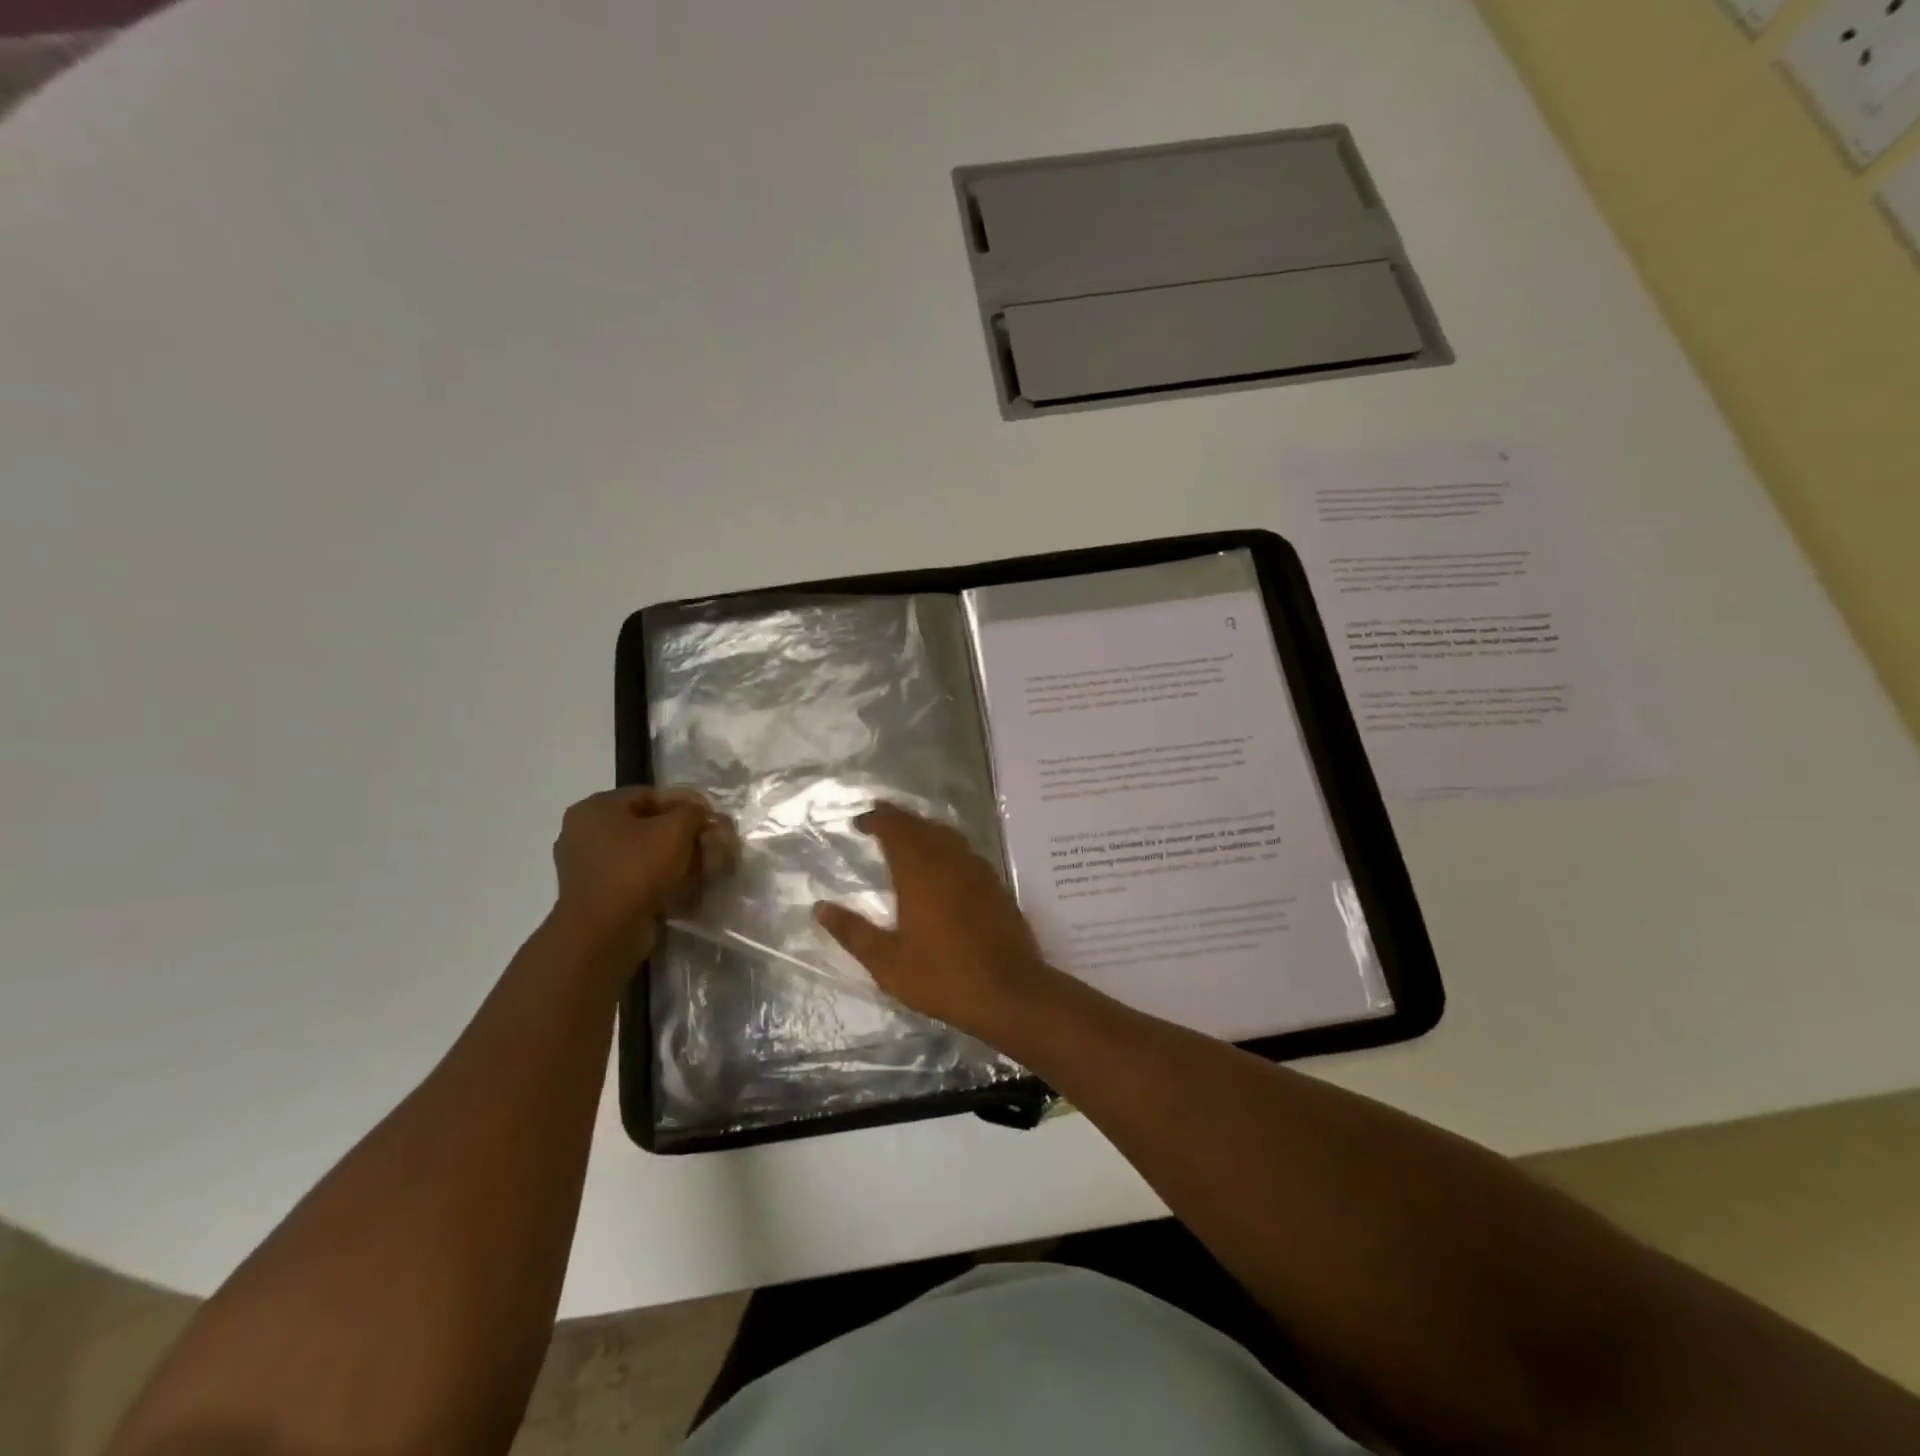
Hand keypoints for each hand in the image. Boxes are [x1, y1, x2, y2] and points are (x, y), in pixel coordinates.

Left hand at [550, 787, 734, 963]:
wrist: (603, 933)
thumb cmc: (636, 870)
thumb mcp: (675, 830)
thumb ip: (693, 812)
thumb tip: (700, 814)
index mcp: (596, 808)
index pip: (651, 795)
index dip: (686, 805)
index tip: (710, 820)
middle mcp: (584, 832)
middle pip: (647, 825)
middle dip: (682, 836)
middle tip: (708, 846)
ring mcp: (586, 866)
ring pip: (642, 854)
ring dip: (673, 860)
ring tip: (700, 870)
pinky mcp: (595, 895)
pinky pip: (634, 878)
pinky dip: (658, 881)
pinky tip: (682, 890)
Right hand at [812, 803, 1051, 1041]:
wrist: (1008, 991)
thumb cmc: (942, 976)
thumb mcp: (887, 962)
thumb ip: (853, 931)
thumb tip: (820, 907)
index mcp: (919, 872)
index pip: (895, 828)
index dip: (876, 819)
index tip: (859, 822)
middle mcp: (949, 860)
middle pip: (921, 825)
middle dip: (898, 818)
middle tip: (878, 819)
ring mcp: (977, 870)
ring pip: (946, 834)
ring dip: (923, 828)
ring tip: (906, 836)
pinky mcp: (994, 884)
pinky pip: (964, 850)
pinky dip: (945, 845)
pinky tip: (940, 863)